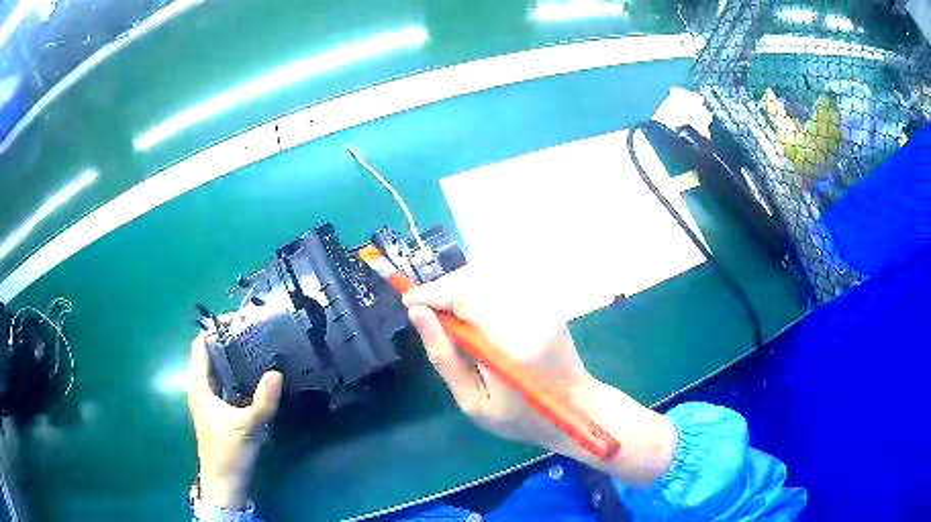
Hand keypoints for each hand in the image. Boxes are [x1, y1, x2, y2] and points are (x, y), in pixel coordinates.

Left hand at [187, 318, 283, 508]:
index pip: (201, 345)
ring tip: (258, 349)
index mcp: (199, 386)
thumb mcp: (247, 427)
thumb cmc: (228, 452)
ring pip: (218, 370)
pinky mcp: (218, 411)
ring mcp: (209, 400)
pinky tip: (256, 377)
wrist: (224, 483)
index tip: (239, 321)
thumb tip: (277, 373)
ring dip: (234, 358)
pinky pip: (225, 383)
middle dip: (228, 341)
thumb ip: (263, 402)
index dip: (216, 329)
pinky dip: (237, 374)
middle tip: (255, 333)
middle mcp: (201, 388)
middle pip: (210, 355)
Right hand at [403, 268, 677, 484]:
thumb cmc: (521, 418)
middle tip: (422, 309)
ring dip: (458, 289)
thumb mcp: (473, 402)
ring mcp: (541, 307)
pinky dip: (476, 294)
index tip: (407, 301)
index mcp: (511, 346)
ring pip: (487, 278)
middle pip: (476, 280)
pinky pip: (501, 287)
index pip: (466, 298)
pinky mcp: (544, 304)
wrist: (575, 409)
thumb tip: (418, 314)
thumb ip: (444, 357)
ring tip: (442, 313)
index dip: (432, 294)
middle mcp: (529, 316)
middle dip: (443, 288)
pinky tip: (468, 314)